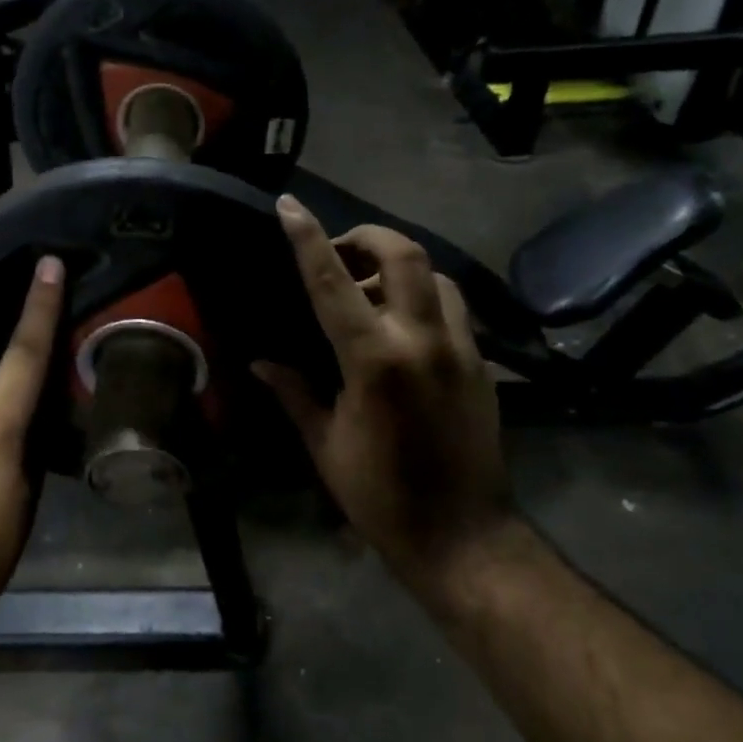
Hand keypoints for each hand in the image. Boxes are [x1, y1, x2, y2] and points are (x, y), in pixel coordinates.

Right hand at [255, 196, 517, 588]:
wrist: (462, 535)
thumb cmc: (381, 496)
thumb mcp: (326, 445)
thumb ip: (294, 394)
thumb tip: (261, 362)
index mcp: (375, 360)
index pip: (333, 283)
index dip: (308, 238)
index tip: (289, 206)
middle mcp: (423, 340)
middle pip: (403, 254)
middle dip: (368, 238)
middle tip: (341, 255)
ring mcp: (461, 349)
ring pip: (436, 276)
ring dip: (401, 269)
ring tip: (372, 293)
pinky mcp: (482, 364)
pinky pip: (453, 309)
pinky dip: (424, 299)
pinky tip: (403, 328)